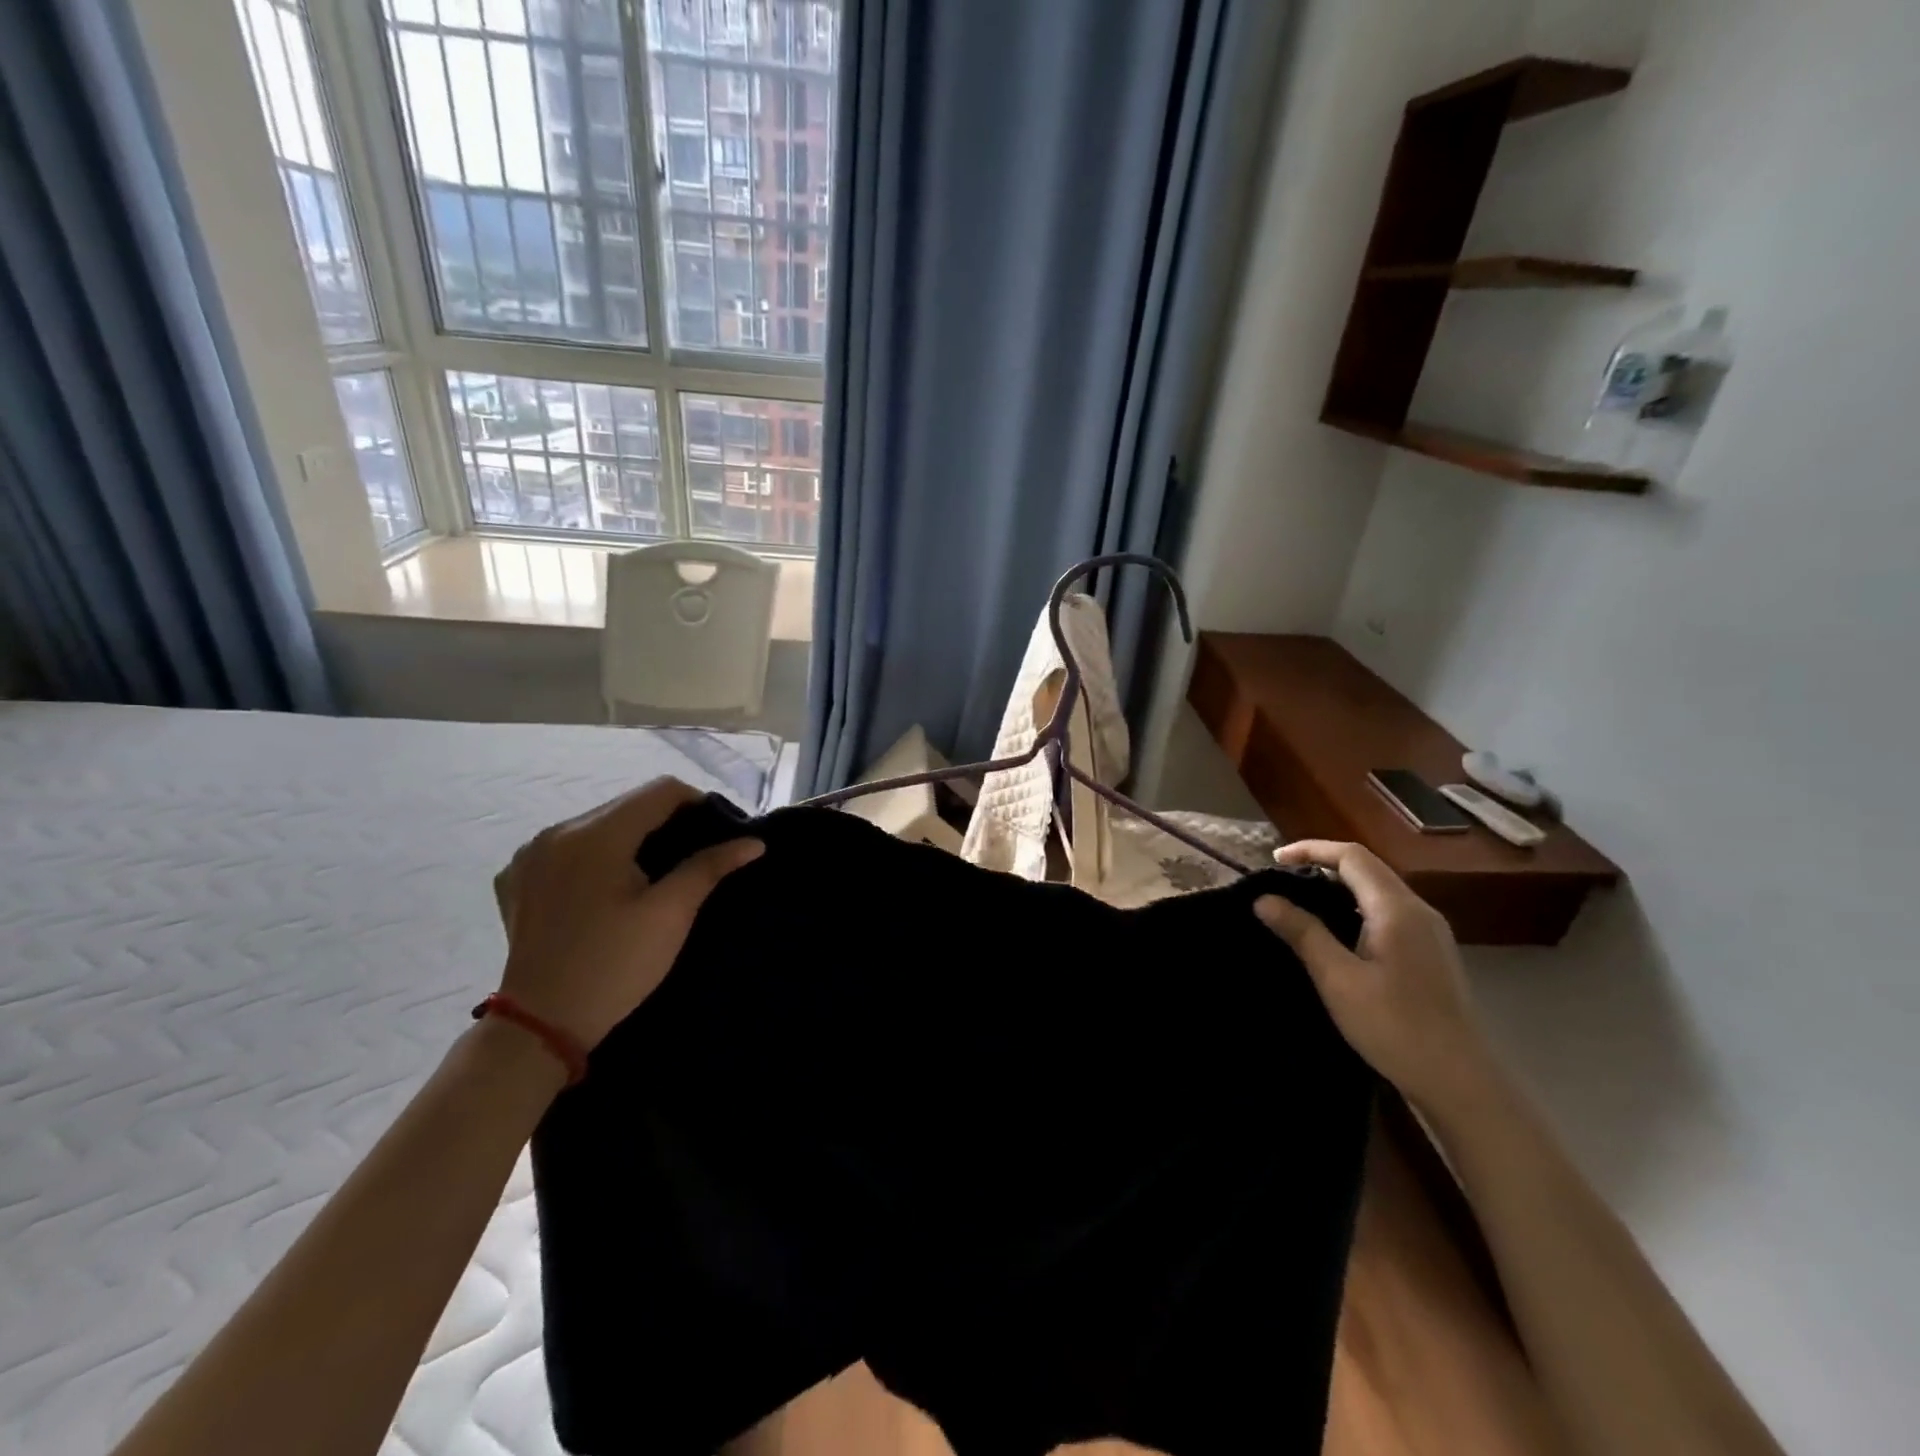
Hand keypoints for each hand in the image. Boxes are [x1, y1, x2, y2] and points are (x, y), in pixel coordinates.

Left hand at [493, 779, 762, 1048]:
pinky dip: (593, 857)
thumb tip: (753, 841)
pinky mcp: (515, 879)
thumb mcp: (671, 915)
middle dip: (664, 822)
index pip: (660, 791)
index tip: (717, 835)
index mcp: (596, 835)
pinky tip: (604, 889)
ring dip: (629, 838)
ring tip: (651, 874)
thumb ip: (709, 867)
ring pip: (596, 825)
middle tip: (690, 857)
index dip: (698, 804)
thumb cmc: (615, 967)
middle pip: (626, 805)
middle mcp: (556, 832)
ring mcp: (529, 855)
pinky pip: (566, 849)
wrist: (540, 1027)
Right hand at [1254, 840, 1495, 1117]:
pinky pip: (1388, 912)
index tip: (1274, 859)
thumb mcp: (1337, 979)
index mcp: (1396, 909)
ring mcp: (1429, 932)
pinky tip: (1337, 933)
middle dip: (1322, 865)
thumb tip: (1264, 899)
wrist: (1459, 1081)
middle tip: (1282, 880)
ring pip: (1378, 891)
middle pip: (1367, 868)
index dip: (1311, 849)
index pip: (1351, 856)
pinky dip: (1355, 907)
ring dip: (1339, 887)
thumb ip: (1302, 932)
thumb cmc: (1394, 1026)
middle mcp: (1418, 911)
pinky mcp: (1430, 953)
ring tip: (1302, 903)